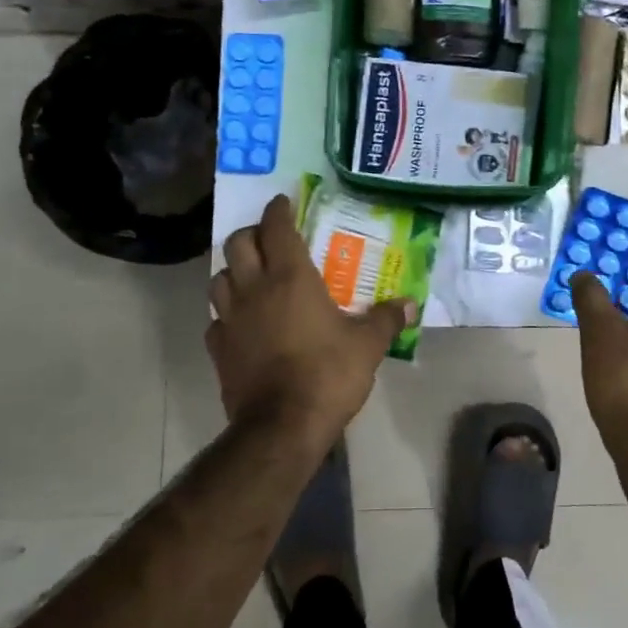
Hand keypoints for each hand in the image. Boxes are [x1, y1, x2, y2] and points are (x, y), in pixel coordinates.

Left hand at [207, 194, 414, 442]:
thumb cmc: (328, 373)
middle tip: (268, 238)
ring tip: (250, 276)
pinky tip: (241, 322)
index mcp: (291, 278)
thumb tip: (411, 304)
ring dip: (233, 270)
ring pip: (219, 278)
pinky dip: (226, 313)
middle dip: (251, 234)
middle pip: (238, 244)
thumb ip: (387, 319)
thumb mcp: (368, 345)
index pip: (277, 228)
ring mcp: (231, 319)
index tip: (283, 202)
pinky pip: (216, 320)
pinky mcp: (218, 349)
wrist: (282, 425)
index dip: (278, 210)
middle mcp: (254, 289)